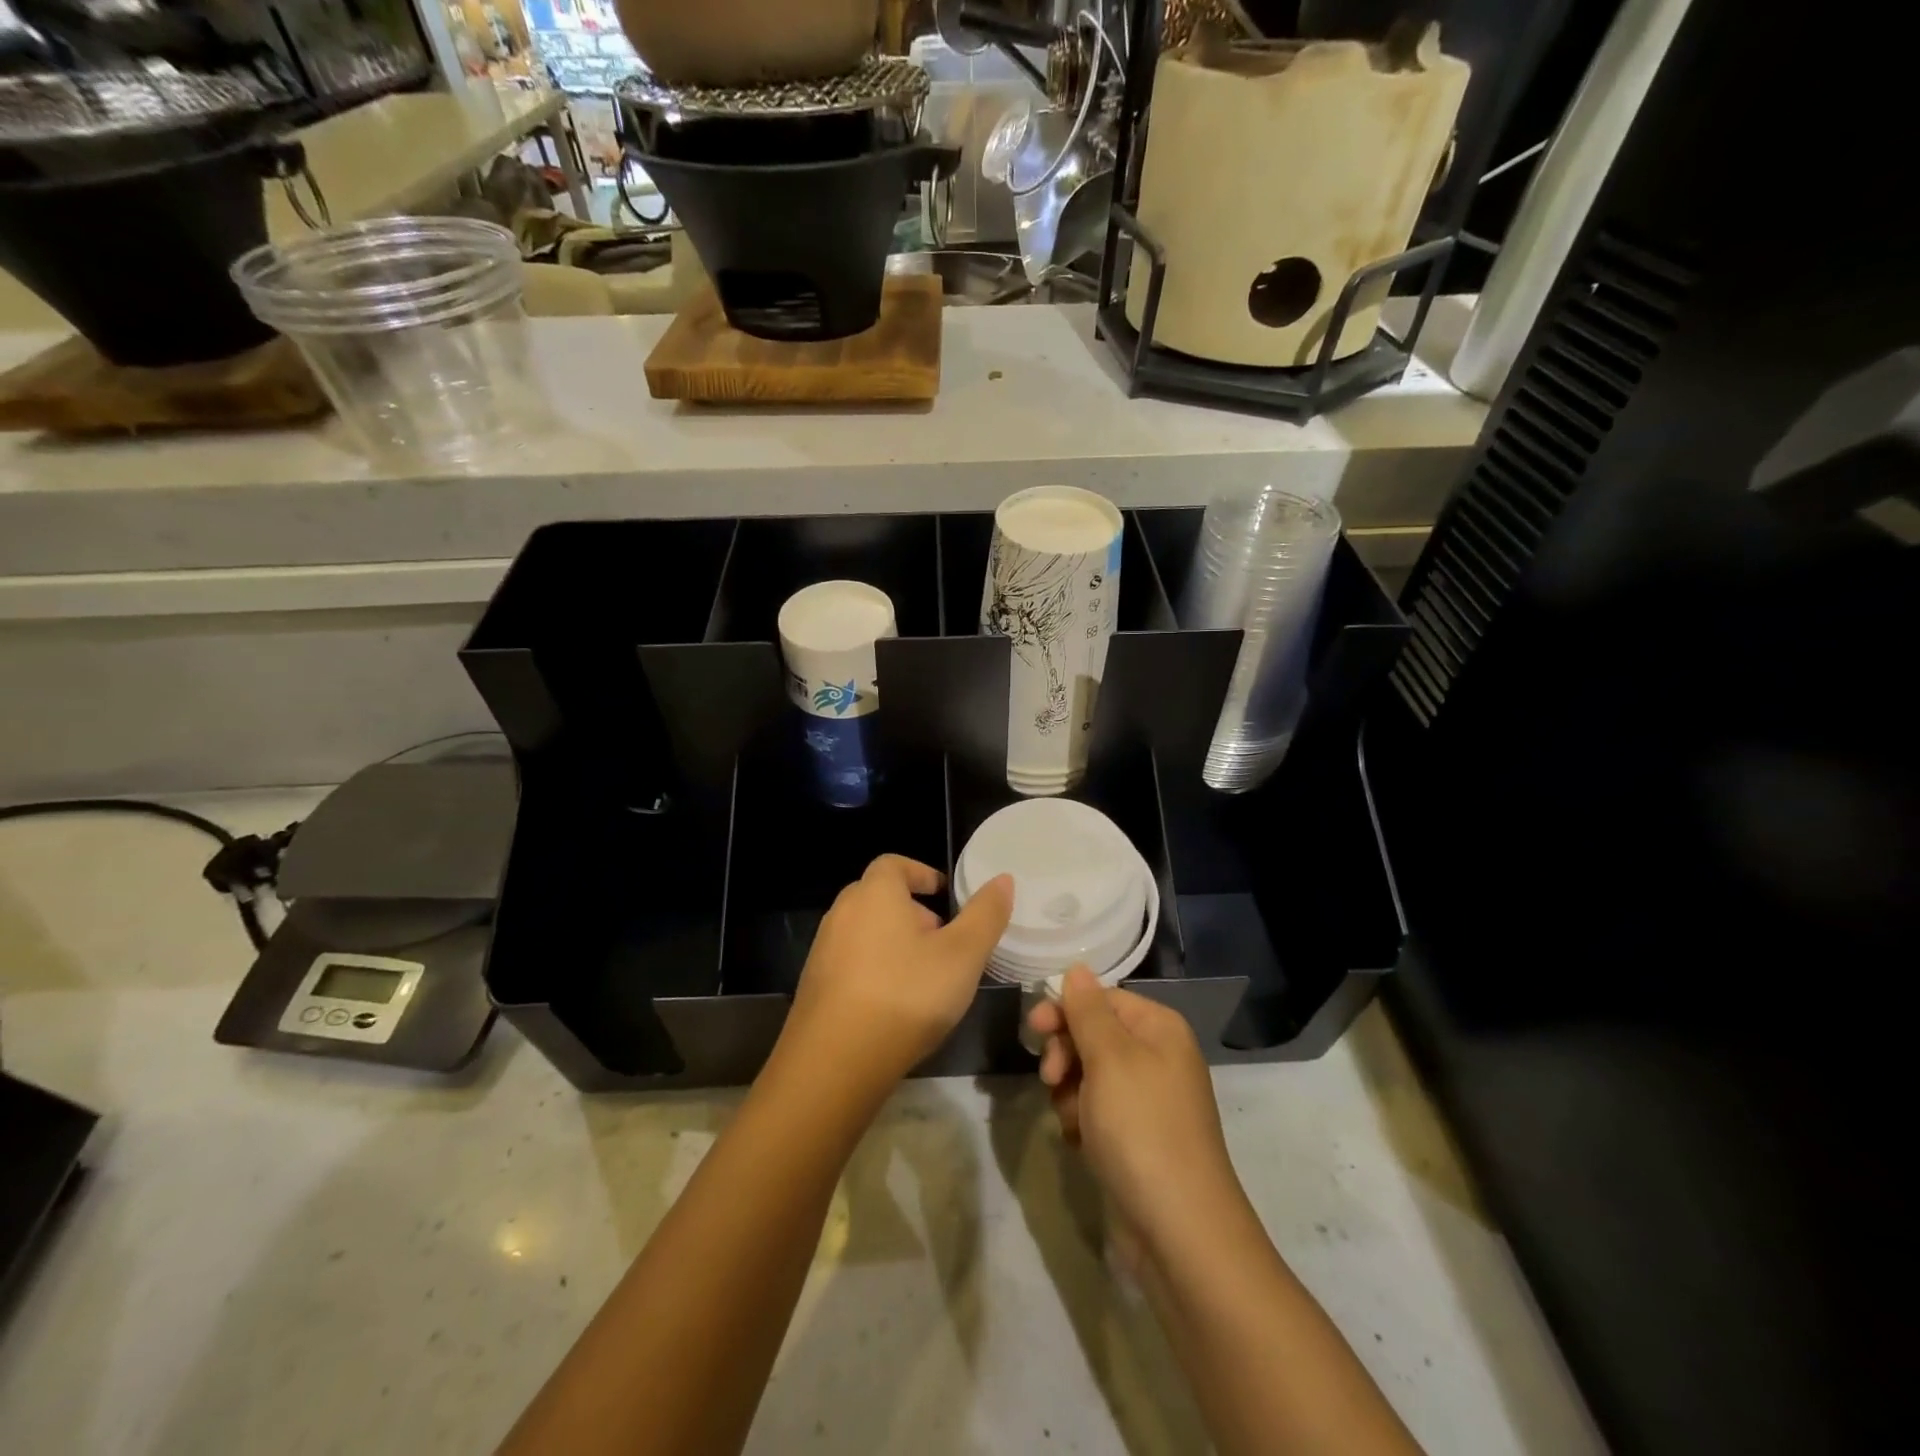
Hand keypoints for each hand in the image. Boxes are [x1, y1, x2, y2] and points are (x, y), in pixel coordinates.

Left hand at [784, 855, 1012, 1087]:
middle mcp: (842, 912)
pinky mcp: (814, 985)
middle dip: (913, 912)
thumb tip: (1003, 879)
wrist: (835, 1061)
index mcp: (875, 893)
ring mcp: (823, 949)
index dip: (922, 874)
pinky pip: (851, 962)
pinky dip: (874, 969)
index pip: (895, 864)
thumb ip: (985, 915)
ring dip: (894, 942)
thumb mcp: (963, 955)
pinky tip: (894, 1004)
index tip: (945, 896)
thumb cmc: (906, 995)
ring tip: (924, 976)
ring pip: (865, 931)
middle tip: (943, 940)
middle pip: (879, 897)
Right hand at [1028, 967, 1248, 1254]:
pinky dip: (1082, 1122)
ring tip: (1072, 1121)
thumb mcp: (1109, 1059)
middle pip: (1093, 1035)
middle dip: (1066, 1055)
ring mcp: (1148, 1101)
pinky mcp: (1137, 1138)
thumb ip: (1087, 1010)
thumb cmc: (1142, 1129)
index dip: (1065, 1010)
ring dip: (1069, 1093)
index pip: (1102, 998)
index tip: (1033, 1030)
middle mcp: (1158, 1057)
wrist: (1179, 1232)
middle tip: (1051, 1078)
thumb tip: (1077, 968)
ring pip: (1088, 1075)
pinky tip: (1080, 1143)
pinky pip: (1096, 1112)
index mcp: (1159, 1029)